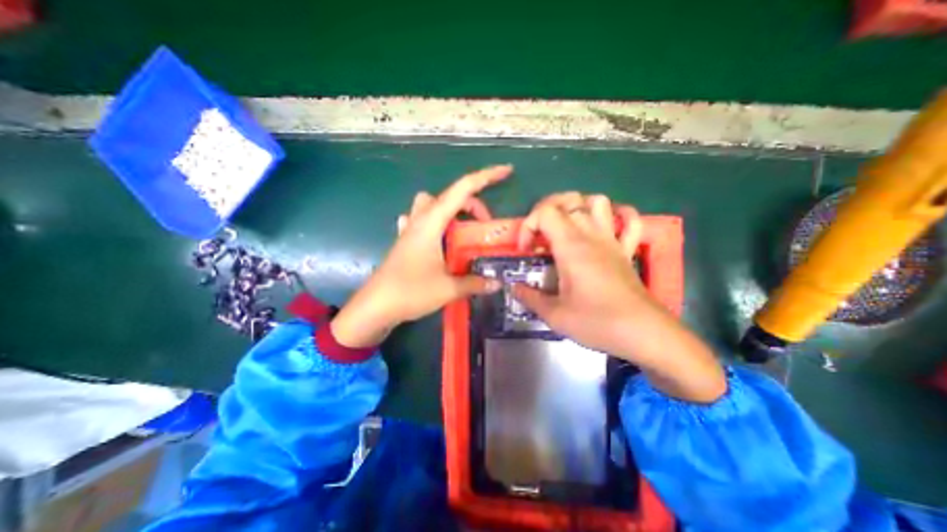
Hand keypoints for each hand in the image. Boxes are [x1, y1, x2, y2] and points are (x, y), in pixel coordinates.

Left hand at [331, 165, 509, 347]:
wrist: (375, 307)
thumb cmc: (410, 292)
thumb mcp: (448, 288)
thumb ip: (475, 283)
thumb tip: (497, 283)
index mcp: (432, 222)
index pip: (463, 189)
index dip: (486, 177)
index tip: (507, 171)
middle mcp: (420, 220)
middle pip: (448, 196)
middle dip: (471, 203)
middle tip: (484, 227)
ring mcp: (410, 230)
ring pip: (432, 205)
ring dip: (451, 212)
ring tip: (463, 232)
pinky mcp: (405, 242)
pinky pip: (420, 221)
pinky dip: (434, 223)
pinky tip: (438, 239)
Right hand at [510, 193, 726, 405]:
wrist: (644, 333)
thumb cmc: (597, 322)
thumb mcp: (555, 315)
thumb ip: (530, 297)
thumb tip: (514, 287)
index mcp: (571, 246)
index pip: (546, 212)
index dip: (529, 225)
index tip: (527, 251)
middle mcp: (591, 235)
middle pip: (569, 199)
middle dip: (547, 211)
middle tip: (540, 236)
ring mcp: (612, 240)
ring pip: (598, 202)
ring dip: (578, 207)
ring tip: (566, 227)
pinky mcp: (627, 250)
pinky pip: (629, 220)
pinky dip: (617, 215)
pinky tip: (605, 226)